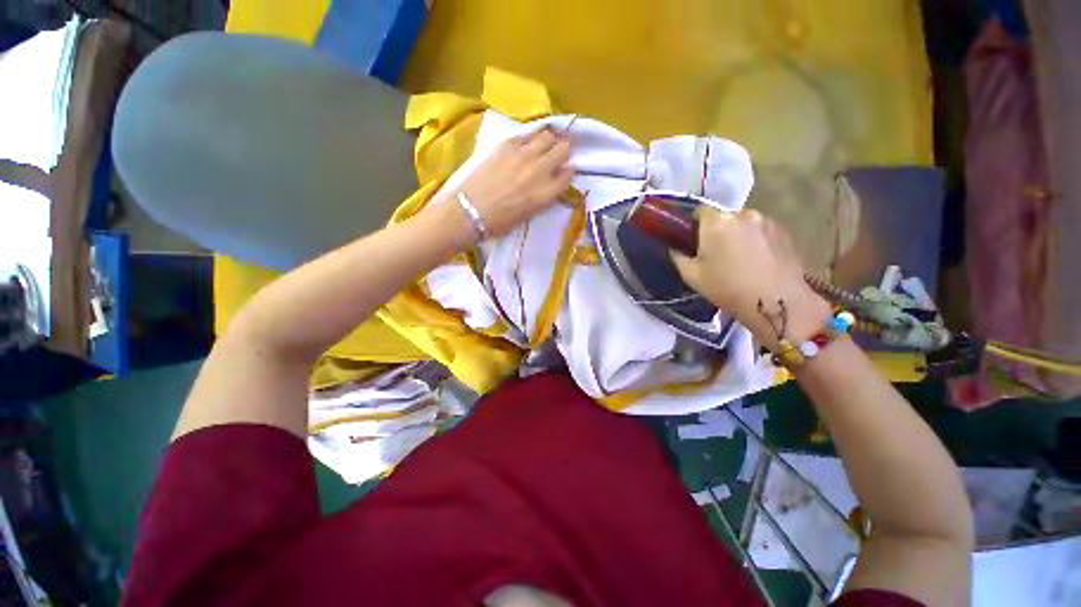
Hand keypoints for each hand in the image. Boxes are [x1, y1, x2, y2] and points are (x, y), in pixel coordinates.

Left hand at [448, 129, 572, 240]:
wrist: (471, 210)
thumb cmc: (500, 222)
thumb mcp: (530, 214)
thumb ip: (544, 196)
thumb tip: (548, 183)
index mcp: (546, 193)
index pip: (568, 174)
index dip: (567, 172)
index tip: (562, 172)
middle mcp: (540, 170)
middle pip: (563, 149)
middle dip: (563, 150)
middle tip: (556, 153)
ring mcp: (524, 154)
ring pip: (547, 135)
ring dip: (549, 140)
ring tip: (543, 145)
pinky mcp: (507, 144)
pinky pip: (527, 133)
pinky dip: (531, 137)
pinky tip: (526, 143)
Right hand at [672, 209, 829, 347]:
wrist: (776, 301)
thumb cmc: (727, 287)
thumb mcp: (691, 276)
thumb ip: (678, 257)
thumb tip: (674, 249)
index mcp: (716, 222)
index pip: (700, 210)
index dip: (694, 224)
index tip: (693, 241)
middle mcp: (743, 214)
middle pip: (724, 217)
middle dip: (718, 231)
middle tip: (715, 254)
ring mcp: (767, 221)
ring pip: (744, 224)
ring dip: (738, 236)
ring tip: (740, 259)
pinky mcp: (785, 232)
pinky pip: (762, 231)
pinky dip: (756, 241)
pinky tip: (757, 262)